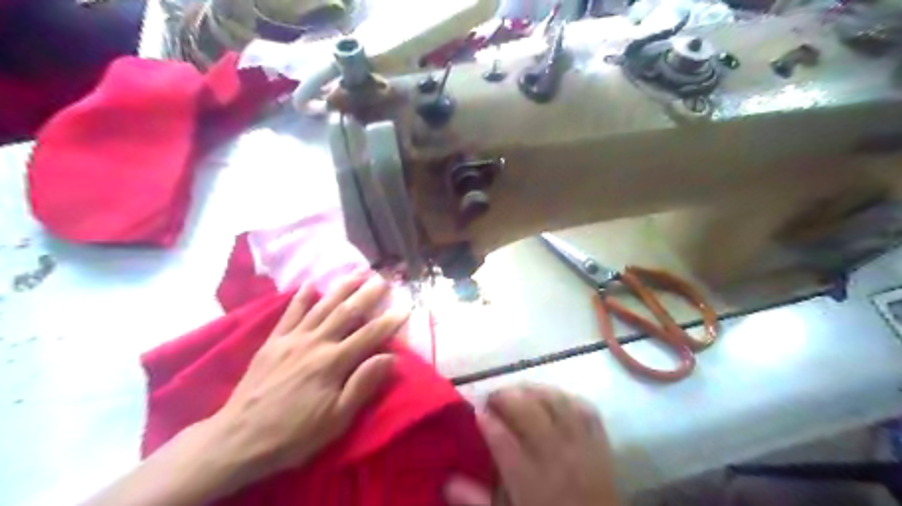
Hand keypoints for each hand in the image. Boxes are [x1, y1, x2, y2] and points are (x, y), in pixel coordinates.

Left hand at [206, 272, 406, 486]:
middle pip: (347, 312)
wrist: (238, 439)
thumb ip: (363, 385)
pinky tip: (311, 284)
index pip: (369, 335)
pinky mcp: (273, 341)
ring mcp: (292, 339)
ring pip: (322, 306)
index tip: (405, 307)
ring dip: (341, 288)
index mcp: (333, 363)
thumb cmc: (294, 434)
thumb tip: (390, 357)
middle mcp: (315, 343)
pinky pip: (290, 313)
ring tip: (357, 272)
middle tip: (382, 279)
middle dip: (367, 294)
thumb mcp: (336, 419)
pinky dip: (301, 297)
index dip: (389, 321)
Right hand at [444, 387, 619, 504]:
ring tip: (519, 392)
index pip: (502, 440)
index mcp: (530, 483)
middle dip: (506, 396)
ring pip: (556, 402)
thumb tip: (448, 481)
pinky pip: (586, 409)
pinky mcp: (601, 444)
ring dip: (534, 390)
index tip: (476, 411)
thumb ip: (477, 500)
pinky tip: (554, 398)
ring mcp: (581, 447)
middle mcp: (556, 458)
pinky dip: (568, 397)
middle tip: (493, 398)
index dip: (486, 420)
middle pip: (529, 411)